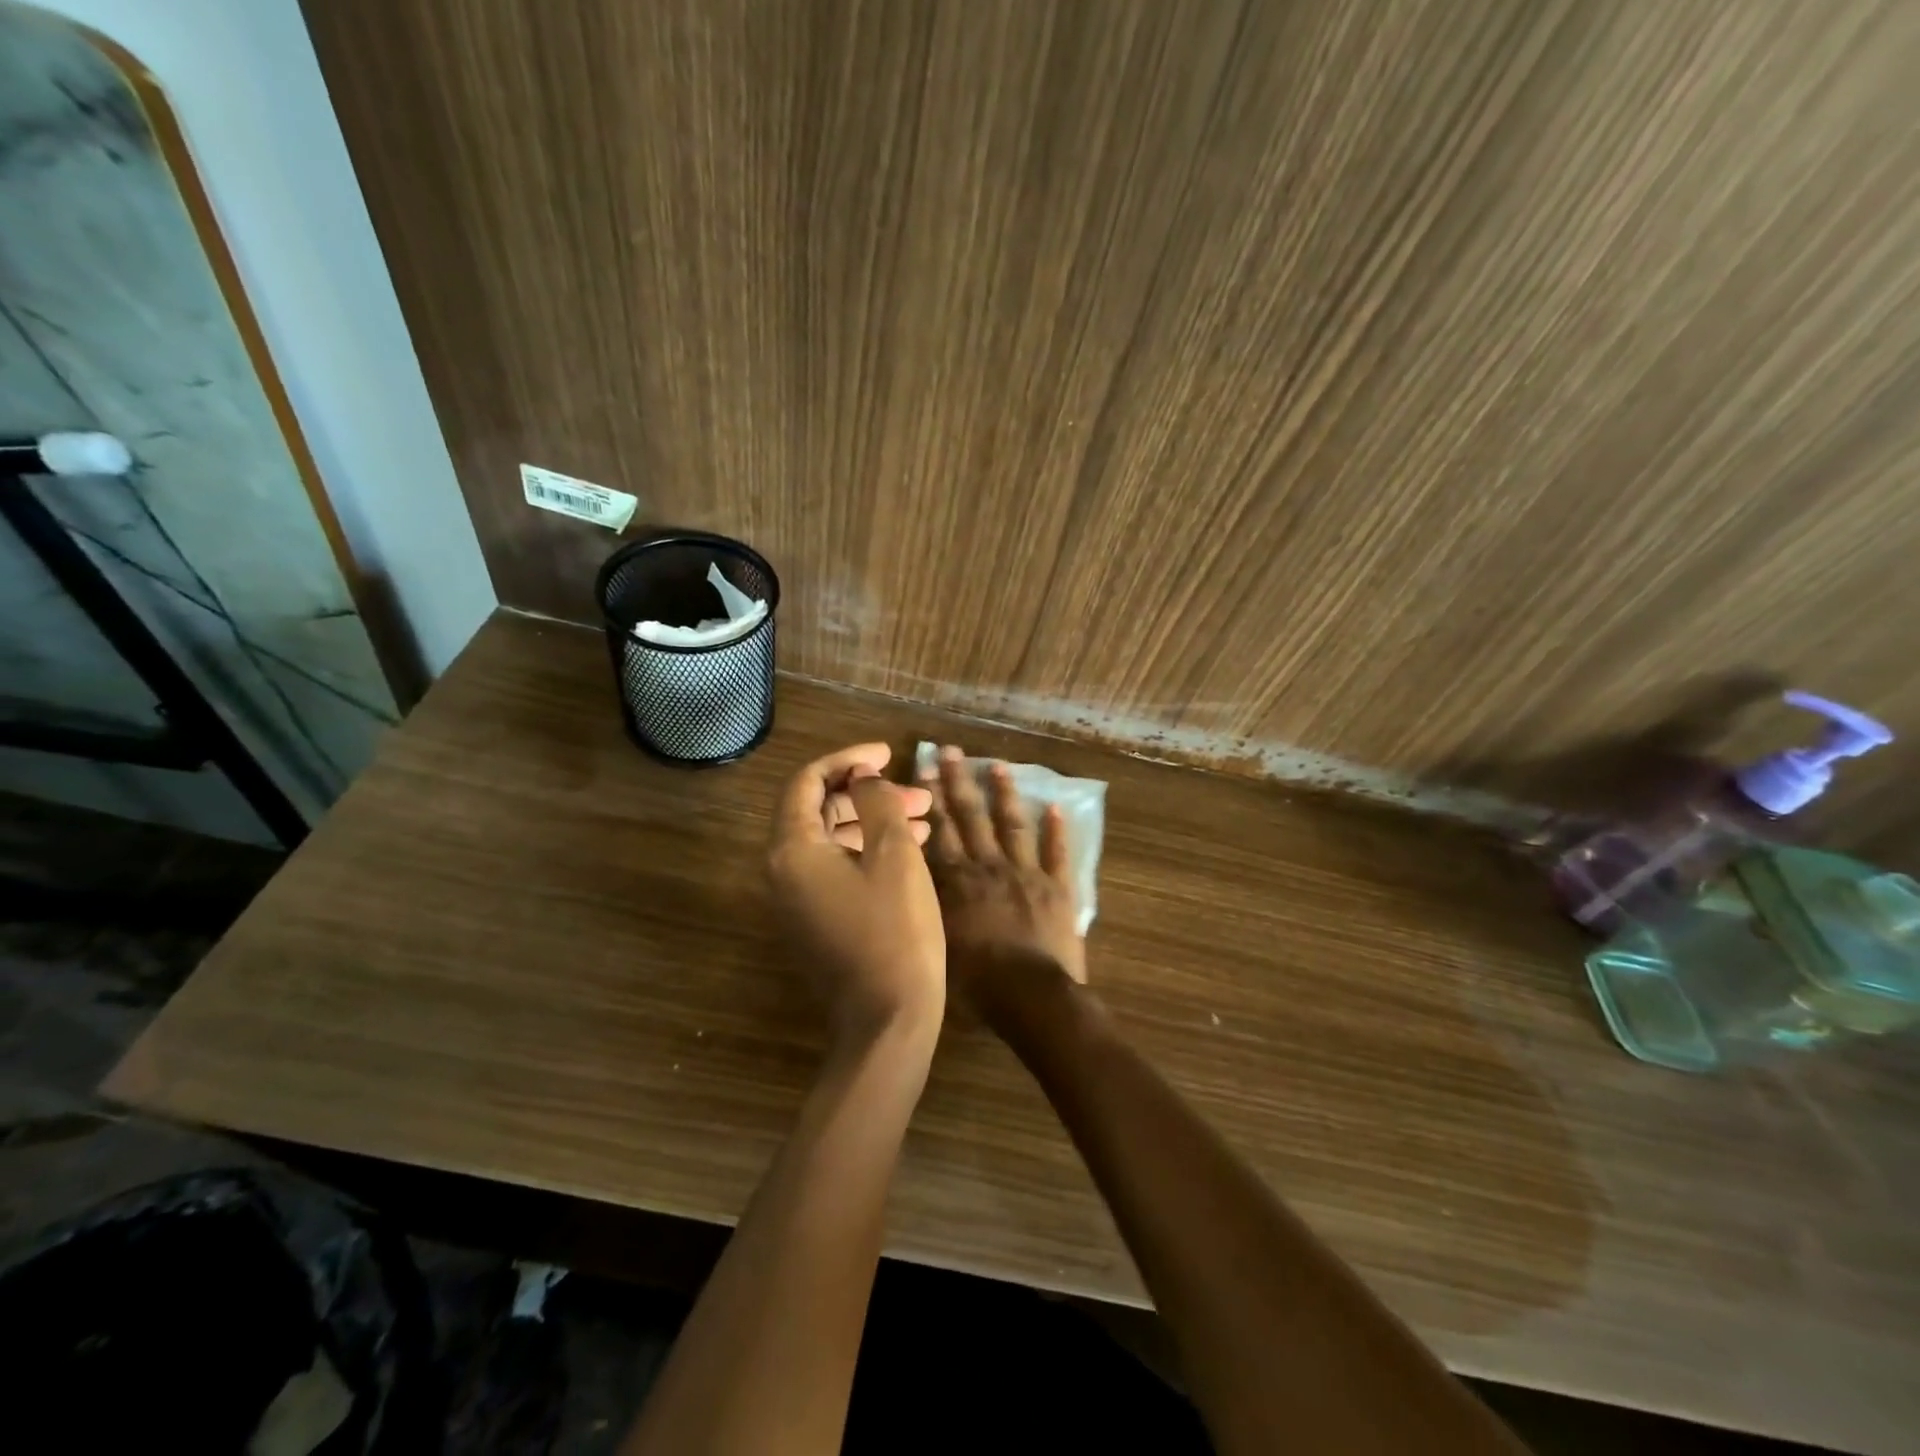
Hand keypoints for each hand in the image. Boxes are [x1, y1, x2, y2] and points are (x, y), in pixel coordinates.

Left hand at [768, 743, 944, 1047]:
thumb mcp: (894, 854)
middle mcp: (784, 872)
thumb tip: (863, 777)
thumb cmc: (896, 931)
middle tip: (916, 794)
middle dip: (868, 794)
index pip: (808, 782)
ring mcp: (798, 900)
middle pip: (819, 810)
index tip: (888, 753)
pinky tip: (910, 850)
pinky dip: (868, 852)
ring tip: (924, 819)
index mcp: (793, 850)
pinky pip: (837, 869)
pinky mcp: (816, 921)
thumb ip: (876, 802)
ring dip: (873, 822)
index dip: (848, 759)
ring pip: (832, 840)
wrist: (888, 1022)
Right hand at [920, 745, 1086, 1019]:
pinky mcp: (1057, 888)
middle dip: (959, 782)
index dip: (932, 799)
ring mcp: (1027, 874)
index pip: (940, 831)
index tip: (926, 769)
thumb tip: (914, 878)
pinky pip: (1057, 853)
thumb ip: (928, 906)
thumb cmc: (977, 983)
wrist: (1030, 997)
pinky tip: (1055, 806)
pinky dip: (1057, 830)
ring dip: (1005, 794)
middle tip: (952, 750)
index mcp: (958, 882)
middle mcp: (989, 867)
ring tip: (998, 766)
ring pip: (1013, 825)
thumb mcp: (936, 944)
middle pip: (971, 817)